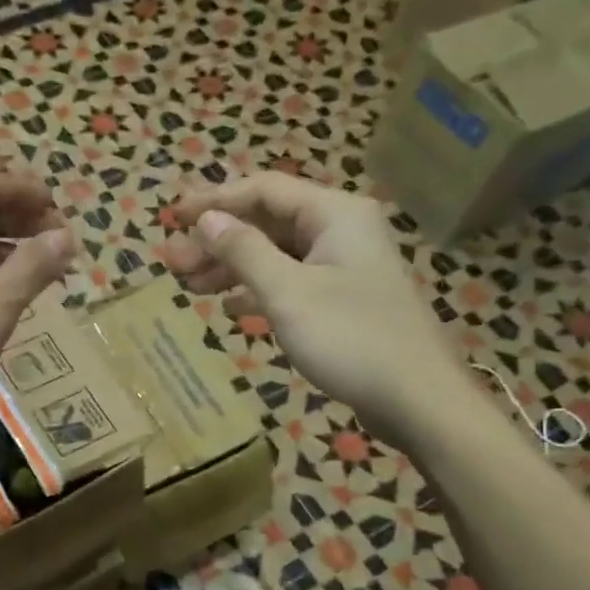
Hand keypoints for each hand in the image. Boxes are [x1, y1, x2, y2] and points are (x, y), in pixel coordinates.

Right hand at [163, 174, 473, 445]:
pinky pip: (291, 281)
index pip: (263, 190)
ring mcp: (344, 266)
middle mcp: (341, 230)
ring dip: (232, 266)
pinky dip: (258, 290)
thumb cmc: (350, 339)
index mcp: (334, 213)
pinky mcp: (343, 300)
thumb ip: (244, 252)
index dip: (214, 201)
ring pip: (277, 254)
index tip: (173, 217)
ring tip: (189, 285)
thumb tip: (206, 220)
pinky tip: (230, 308)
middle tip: (172, 261)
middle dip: (218, 240)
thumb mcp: (287, 293)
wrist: (417, 399)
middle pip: (268, 222)